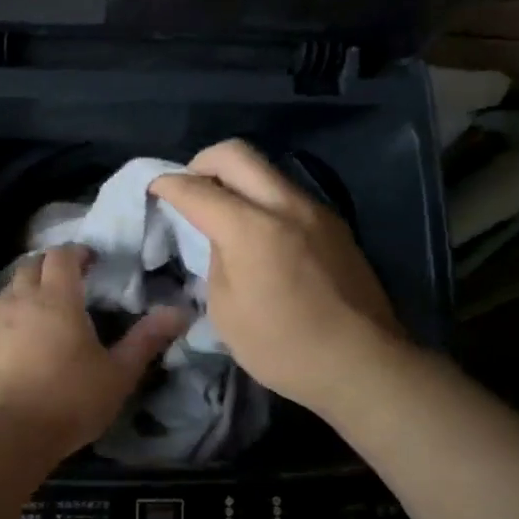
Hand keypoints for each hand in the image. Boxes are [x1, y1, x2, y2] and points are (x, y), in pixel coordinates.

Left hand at [0, 244, 186, 457]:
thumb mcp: (118, 373)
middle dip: (51, 265)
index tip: (91, 262)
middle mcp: (21, 299)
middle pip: (31, 264)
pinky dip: (10, 315)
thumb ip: (147, 339)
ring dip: (28, 288)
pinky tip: (20, 339)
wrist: (9, 436)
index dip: (77, 253)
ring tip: (45, 309)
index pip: (62, 255)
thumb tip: (180, 311)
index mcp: (57, 298)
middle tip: (70, 281)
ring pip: (10, 289)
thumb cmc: (71, 399)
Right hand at [152, 140, 400, 412]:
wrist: (364, 364)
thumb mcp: (227, 311)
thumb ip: (217, 261)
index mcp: (252, 229)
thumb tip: (222, 239)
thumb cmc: (284, 348)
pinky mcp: (335, 225)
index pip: (197, 189)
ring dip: (236, 179)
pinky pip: (287, 194)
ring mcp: (316, 211)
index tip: (154, 189)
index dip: (168, 185)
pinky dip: (262, 199)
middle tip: (189, 188)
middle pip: (236, 154)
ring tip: (223, 211)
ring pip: (266, 170)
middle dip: (201, 162)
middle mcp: (286, 206)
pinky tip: (258, 233)